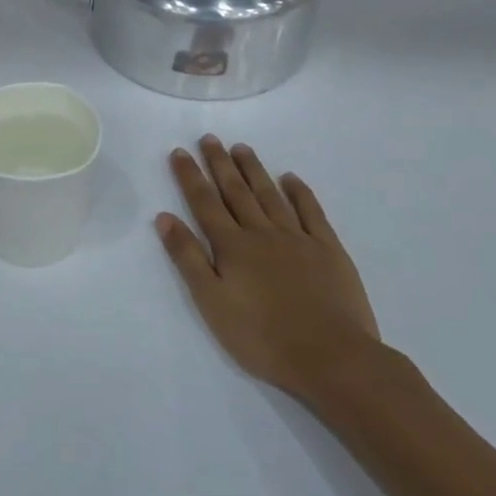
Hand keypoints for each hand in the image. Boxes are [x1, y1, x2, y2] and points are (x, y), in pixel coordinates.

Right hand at [156, 136, 381, 400]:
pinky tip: (291, 178)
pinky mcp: (329, 251)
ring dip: (254, 170)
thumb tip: (164, 217)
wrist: (332, 358)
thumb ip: (188, 257)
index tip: (179, 152)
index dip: (190, 176)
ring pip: (270, 195)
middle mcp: (262, 233)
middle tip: (209, 138)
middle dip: (220, 163)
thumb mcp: (211, 302)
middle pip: (236, 191)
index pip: (204, 203)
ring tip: (241, 148)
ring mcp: (298, 239)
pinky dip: (299, 192)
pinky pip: (311, 212)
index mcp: (232, 246)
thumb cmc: (262, 337)